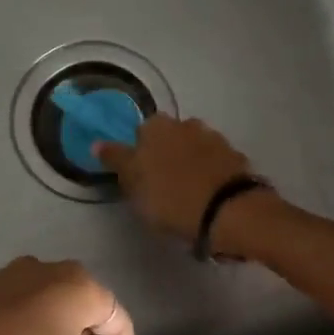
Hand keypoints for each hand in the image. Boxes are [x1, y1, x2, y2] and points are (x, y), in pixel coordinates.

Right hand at [96, 115, 254, 241]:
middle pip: (169, 137)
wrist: (228, 211)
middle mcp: (186, 124)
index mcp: (156, 127)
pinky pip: (215, 162)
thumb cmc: (170, 198)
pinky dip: (210, 173)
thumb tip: (97, 143)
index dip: (138, 154)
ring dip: (189, 162)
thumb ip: (116, 160)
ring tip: (188, 191)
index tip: (139, 177)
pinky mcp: (236, 157)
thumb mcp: (133, 184)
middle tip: (163, 184)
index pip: (139, 133)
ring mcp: (214, 139)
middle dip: (165, 154)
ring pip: (193, 147)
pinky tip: (208, 193)